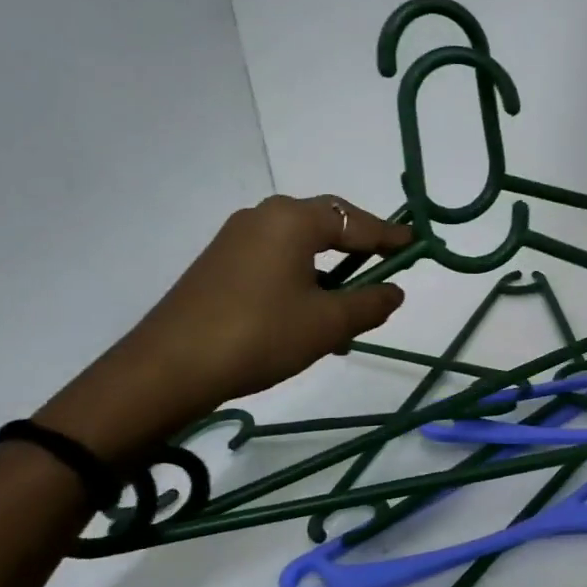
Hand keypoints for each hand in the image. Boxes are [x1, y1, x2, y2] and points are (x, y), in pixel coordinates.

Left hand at [37, 196, 410, 460]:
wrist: (168, 369)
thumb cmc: (260, 335)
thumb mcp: (328, 323)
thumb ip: (370, 303)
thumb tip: (395, 291)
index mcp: (292, 220)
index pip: (356, 221)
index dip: (390, 236)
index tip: (418, 244)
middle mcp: (264, 217)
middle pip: (327, 226)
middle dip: (359, 252)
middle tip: (386, 273)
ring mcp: (236, 240)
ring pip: (301, 250)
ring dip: (331, 276)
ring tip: (350, 316)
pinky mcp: (220, 266)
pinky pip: (276, 264)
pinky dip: (303, 284)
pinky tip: (311, 321)